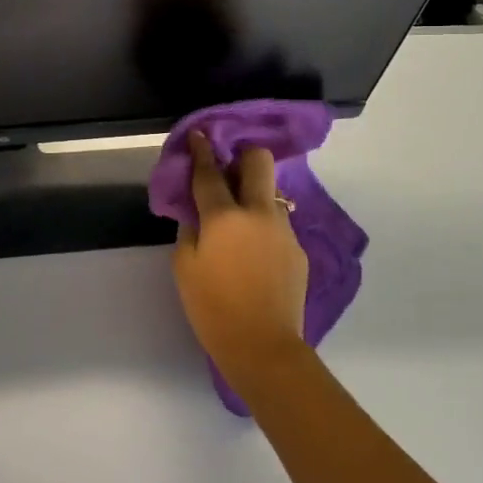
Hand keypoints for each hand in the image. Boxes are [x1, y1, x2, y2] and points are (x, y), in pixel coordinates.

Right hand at [173, 131, 309, 390]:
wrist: (263, 347)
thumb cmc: (214, 309)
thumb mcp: (184, 268)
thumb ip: (189, 231)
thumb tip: (198, 214)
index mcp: (225, 216)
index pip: (210, 172)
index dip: (202, 150)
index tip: (199, 135)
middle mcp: (258, 213)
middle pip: (258, 161)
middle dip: (243, 156)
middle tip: (228, 170)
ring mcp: (283, 229)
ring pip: (271, 192)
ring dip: (254, 194)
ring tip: (239, 220)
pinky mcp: (298, 249)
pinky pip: (278, 223)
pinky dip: (263, 226)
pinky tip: (254, 251)